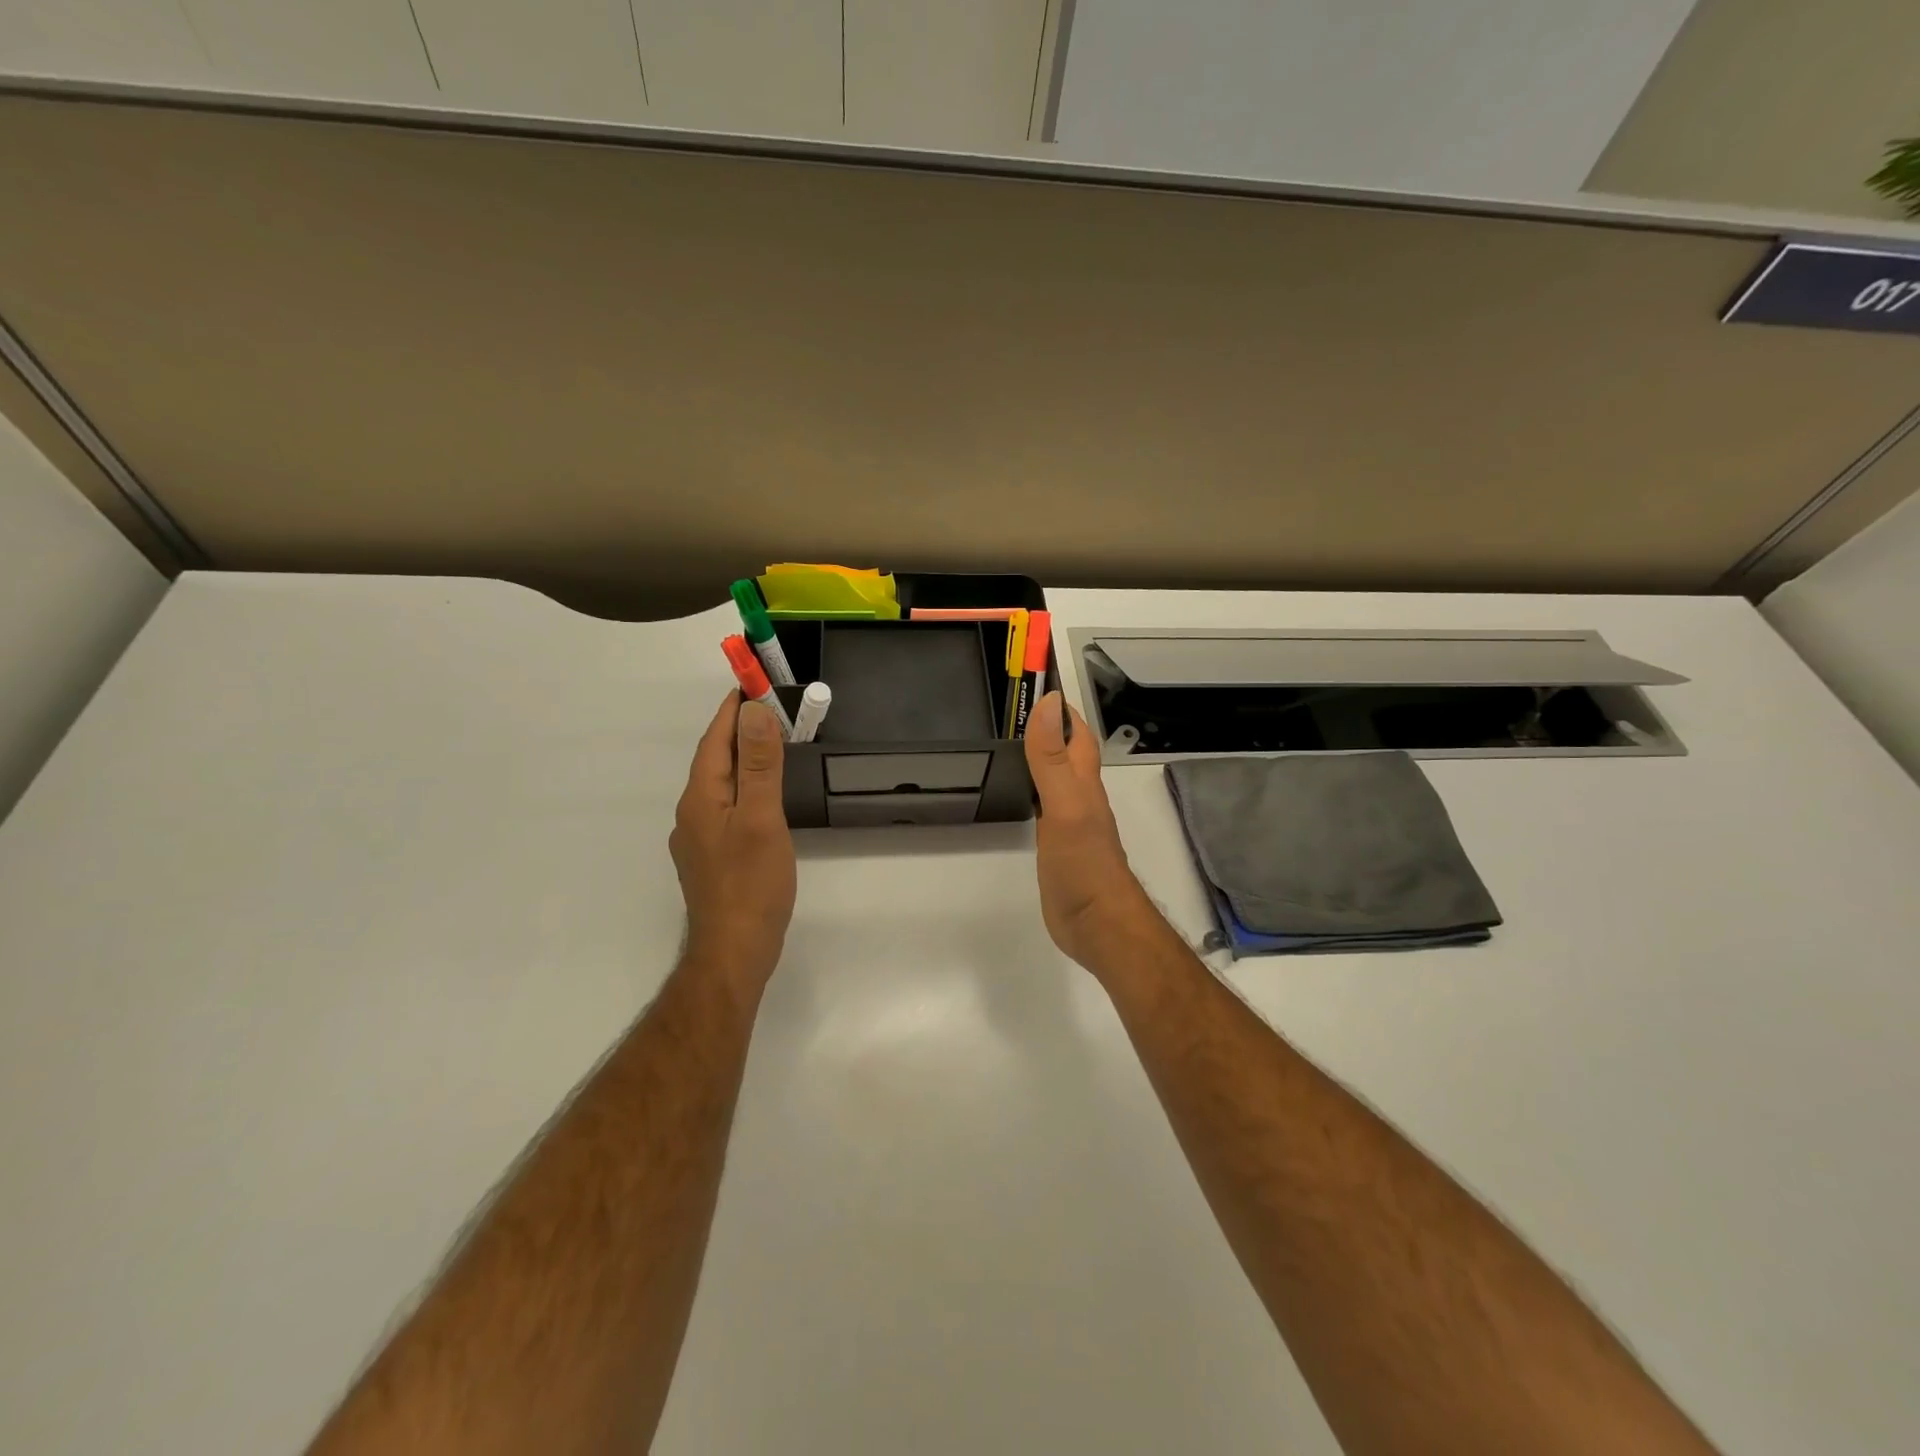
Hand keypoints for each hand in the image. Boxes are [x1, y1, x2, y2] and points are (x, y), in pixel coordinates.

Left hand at [670, 693, 796, 996]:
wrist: (734, 951)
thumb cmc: (751, 883)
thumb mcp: (762, 818)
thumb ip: (758, 765)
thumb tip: (754, 712)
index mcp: (701, 798)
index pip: (715, 739)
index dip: (732, 708)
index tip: (752, 682)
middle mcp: (691, 813)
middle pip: (714, 759)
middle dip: (738, 729)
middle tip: (770, 707)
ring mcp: (698, 838)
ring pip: (719, 784)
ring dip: (740, 758)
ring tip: (769, 744)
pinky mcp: (711, 857)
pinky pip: (725, 806)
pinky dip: (743, 786)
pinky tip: (760, 796)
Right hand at [1023, 692, 1157, 973]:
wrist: (1098, 925)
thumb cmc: (1084, 865)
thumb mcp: (1065, 806)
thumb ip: (1052, 759)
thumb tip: (1047, 702)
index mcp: (1083, 780)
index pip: (1074, 730)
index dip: (1057, 705)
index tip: (1030, 680)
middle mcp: (1080, 794)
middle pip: (1066, 749)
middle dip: (1046, 724)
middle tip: (1010, 708)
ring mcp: (1070, 820)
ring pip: (1056, 775)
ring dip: (1039, 754)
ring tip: (1008, 739)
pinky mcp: (1059, 845)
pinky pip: (1045, 805)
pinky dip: (1032, 788)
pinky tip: (1018, 792)